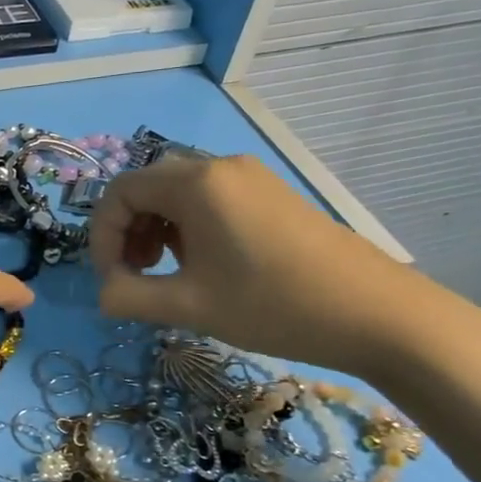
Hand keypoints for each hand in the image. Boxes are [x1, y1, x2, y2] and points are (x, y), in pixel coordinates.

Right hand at [87, 154, 431, 376]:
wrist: (377, 314)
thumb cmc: (274, 306)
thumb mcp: (189, 305)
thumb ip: (129, 297)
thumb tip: (102, 294)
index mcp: (195, 184)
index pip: (119, 194)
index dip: (102, 237)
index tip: (112, 281)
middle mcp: (218, 167)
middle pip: (145, 188)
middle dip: (127, 232)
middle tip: (135, 276)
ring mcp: (248, 177)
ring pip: (175, 193)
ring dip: (155, 230)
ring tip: (165, 273)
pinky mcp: (269, 193)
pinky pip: (207, 198)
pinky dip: (186, 227)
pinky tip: (201, 264)